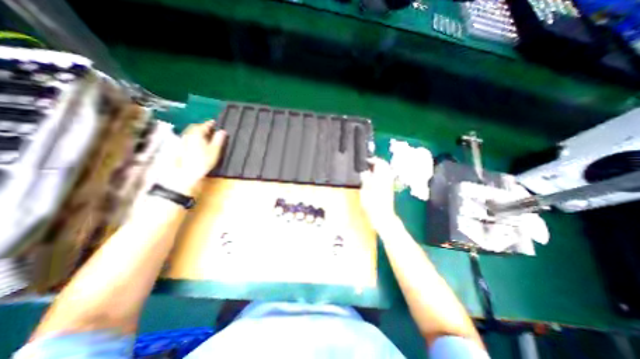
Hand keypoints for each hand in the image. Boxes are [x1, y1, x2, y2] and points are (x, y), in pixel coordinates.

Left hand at [160, 120, 226, 194]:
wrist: (185, 173)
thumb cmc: (203, 161)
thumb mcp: (215, 150)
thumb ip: (219, 139)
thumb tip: (223, 131)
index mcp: (197, 133)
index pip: (205, 125)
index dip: (211, 123)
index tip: (216, 122)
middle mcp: (188, 134)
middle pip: (195, 127)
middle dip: (203, 126)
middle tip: (211, 128)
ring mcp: (182, 140)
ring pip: (190, 132)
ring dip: (197, 131)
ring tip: (205, 135)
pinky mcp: (179, 146)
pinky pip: (188, 137)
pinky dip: (193, 137)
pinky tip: (197, 142)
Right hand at [359, 157, 395, 230]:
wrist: (383, 217)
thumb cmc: (372, 204)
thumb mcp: (365, 190)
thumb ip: (365, 178)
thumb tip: (364, 171)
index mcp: (381, 177)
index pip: (379, 162)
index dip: (372, 160)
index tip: (365, 161)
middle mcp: (387, 178)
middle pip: (384, 165)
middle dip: (377, 162)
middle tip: (367, 163)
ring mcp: (389, 184)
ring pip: (386, 171)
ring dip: (379, 168)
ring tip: (369, 169)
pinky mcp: (389, 189)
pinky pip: (385, 177)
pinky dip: (380, 174)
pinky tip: (373, 178)